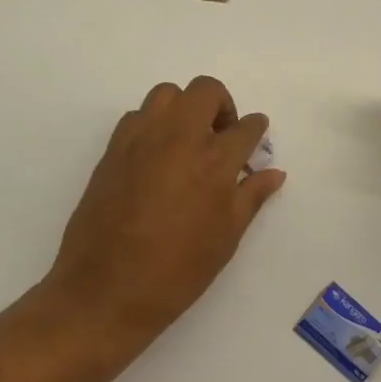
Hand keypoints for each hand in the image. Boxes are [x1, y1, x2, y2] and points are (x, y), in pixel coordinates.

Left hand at [46, 75, 285, 366]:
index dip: (255, 130)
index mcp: (214, 162)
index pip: (245, 127)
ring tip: (187, 141)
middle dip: (222, 105)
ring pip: (167, 94)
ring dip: (184, 108)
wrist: (106, 291)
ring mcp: (141, 140)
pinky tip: (156, 157)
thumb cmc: (176, 271)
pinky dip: (154, 124)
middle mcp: (179, 138)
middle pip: (205, 91)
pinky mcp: (112, 150)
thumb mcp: (226, 238)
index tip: (255, 139)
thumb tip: (274, 172)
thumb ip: (250, 196)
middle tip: (221, 136)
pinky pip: (137, 117)